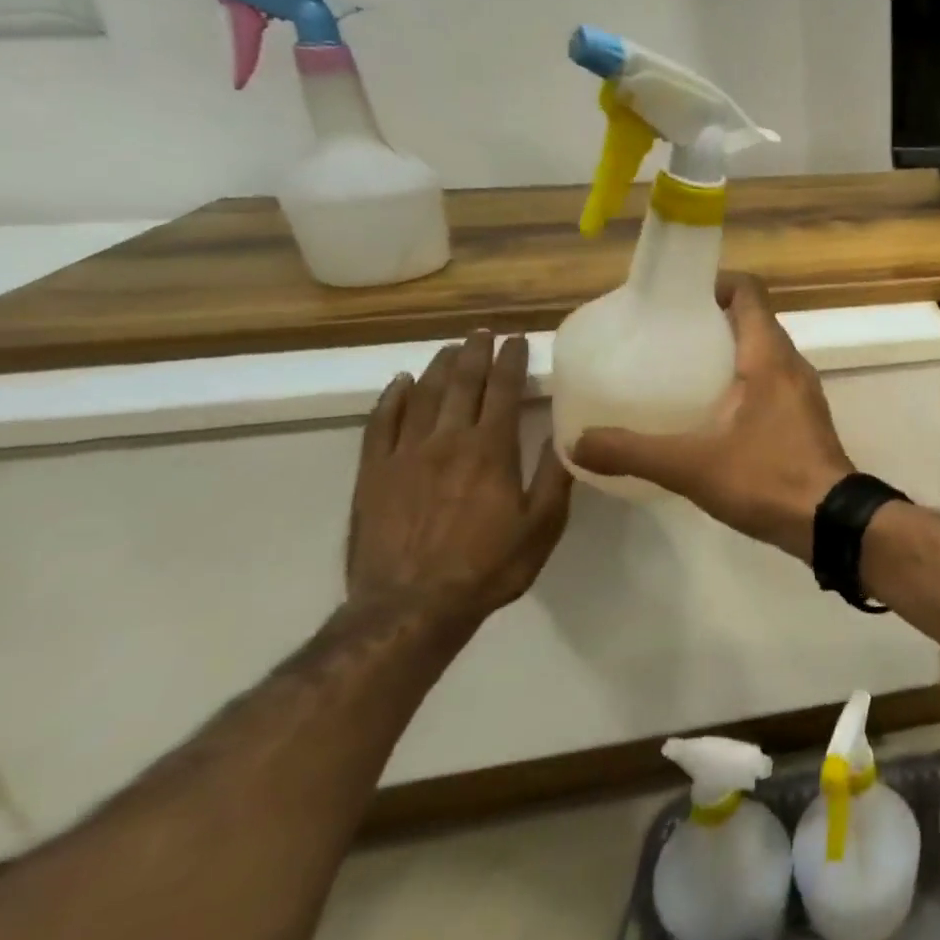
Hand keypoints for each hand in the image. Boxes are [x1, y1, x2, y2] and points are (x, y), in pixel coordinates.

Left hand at [348, 331, 573, 626]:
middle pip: (461, 384)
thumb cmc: (488, 566)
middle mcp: (447, 441)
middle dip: (474, 353)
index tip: (516, 340)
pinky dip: (391, 398)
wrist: (410, 608)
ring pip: (422, 396)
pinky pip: (380, 424)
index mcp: (491, 450)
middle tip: (482, 331)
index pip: (503, 391)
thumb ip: (554, 475)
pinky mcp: (373, 474)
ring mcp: (404, 455)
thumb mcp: (542, 525)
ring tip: (450, 349)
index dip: (510, 362)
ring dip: (438, 368)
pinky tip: (400, 383)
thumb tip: (566, 432)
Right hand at [570, 275, 853, 560]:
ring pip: (763, 354)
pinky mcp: (805, 418)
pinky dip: (743, 383)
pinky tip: (711, 413)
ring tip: (682, 371)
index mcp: (770, 356)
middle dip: (712, 320)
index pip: (749, 293)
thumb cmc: (767, 479)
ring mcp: (803, 392)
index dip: (715, 284)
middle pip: (753, 321)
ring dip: (728, 353)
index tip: (677, 299)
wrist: (831, 522)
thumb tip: (578, 442)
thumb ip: (633, 451)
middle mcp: (792, 364)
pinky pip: (771, 382)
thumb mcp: (691, 466)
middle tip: (667, 337)